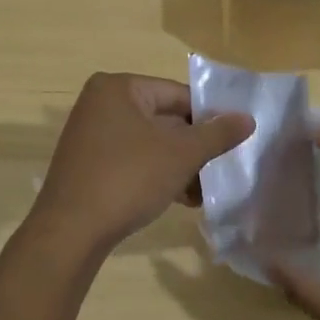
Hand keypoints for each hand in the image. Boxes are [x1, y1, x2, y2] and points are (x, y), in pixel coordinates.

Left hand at [31, 73, 253, 252]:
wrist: (71, 231)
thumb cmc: (128, 178)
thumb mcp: (181, 154)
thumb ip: (217, 134)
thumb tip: (247, 118)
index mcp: (118, 88)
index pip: (177, 94)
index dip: (209, 117)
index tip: (233, 141)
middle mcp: (100, 104)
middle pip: (163, 119)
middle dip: (193, 147)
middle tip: (220, 169)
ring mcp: (91, 135)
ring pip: (149, 144)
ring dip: (179, 166)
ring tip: (203, 192)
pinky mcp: (88, 164)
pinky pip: (132, 161)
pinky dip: (156, 175)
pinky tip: (181, 200)